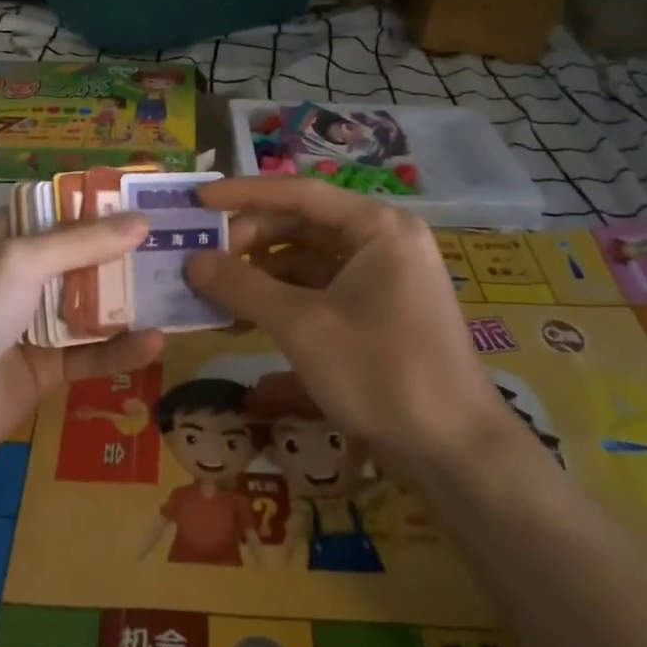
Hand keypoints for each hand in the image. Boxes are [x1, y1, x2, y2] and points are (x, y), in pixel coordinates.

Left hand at [0, 210, 162, 468]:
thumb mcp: (20, 263)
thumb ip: (82, 242)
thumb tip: (142, 220)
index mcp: (6, 239)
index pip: (62, 210)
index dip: (104, 204)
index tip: (153, 199)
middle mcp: (23, 276)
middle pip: (85, 257)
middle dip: (129, 253)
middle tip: (183, 246)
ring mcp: (35, 324)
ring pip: (94, 306)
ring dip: (132, 301)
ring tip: (180, 290)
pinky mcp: (46, 369)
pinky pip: (90, 354)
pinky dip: (120, 350)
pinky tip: (154, 342)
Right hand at [183, 178, 520, 468]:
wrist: (454, 452)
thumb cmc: (380, 371)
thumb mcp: (302, 325)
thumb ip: (243, 286)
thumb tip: (191, 261)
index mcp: (377, 228)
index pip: (299, 194)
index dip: (244, 194)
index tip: (198, 202)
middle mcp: (383, 245)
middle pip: (302, 228)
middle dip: (250, 244)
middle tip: (202, 262)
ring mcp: (382, 283)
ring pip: (308, 265)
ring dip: (261, 278)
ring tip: (213, 297)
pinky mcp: (376, 318)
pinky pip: (320, 296)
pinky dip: (282, 306)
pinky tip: (243, 325)